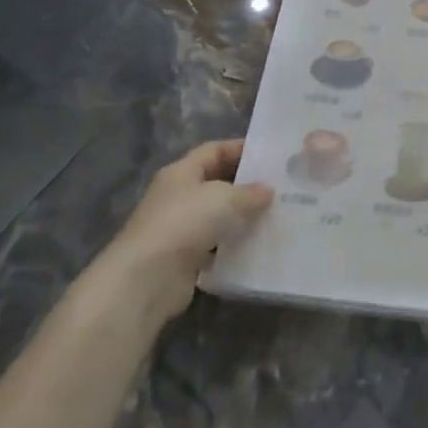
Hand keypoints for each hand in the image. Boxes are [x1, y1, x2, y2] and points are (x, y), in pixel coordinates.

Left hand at [100, 139, 273, 313]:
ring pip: (218, 216)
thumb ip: (250, 192)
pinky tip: (259, 245)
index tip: (271, 155)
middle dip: (246, 184)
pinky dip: (235, 245)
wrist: (147, 279)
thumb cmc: (184, 223)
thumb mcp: (224, 199)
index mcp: (181, 172)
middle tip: (280, 186)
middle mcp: (178, 196)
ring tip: (276, 215)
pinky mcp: (184, 258)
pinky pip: (216, 245)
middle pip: (216, 182)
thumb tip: (268, 190)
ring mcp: (179, 228)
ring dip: (242, 216)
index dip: (240, 148)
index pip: (213, 150)